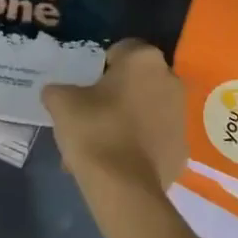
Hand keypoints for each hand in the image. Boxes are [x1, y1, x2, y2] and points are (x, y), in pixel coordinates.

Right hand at [44, 39, 187, 194]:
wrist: (124, 187)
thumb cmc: (95, 130)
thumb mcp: (62, 103)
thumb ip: (57, 90)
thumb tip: (55, 92)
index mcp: (144, 59)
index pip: (120, 50)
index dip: (100, 67)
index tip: (86, 88)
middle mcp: (170, 79)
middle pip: (137, 80)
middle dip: (117, 93)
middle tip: (92, 114)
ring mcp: (181, 115)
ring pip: (148, 108)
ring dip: (130, 118)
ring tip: (102, 143)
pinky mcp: (183, 148)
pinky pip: (157, 137)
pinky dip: (142, 143)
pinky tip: (119, 160)